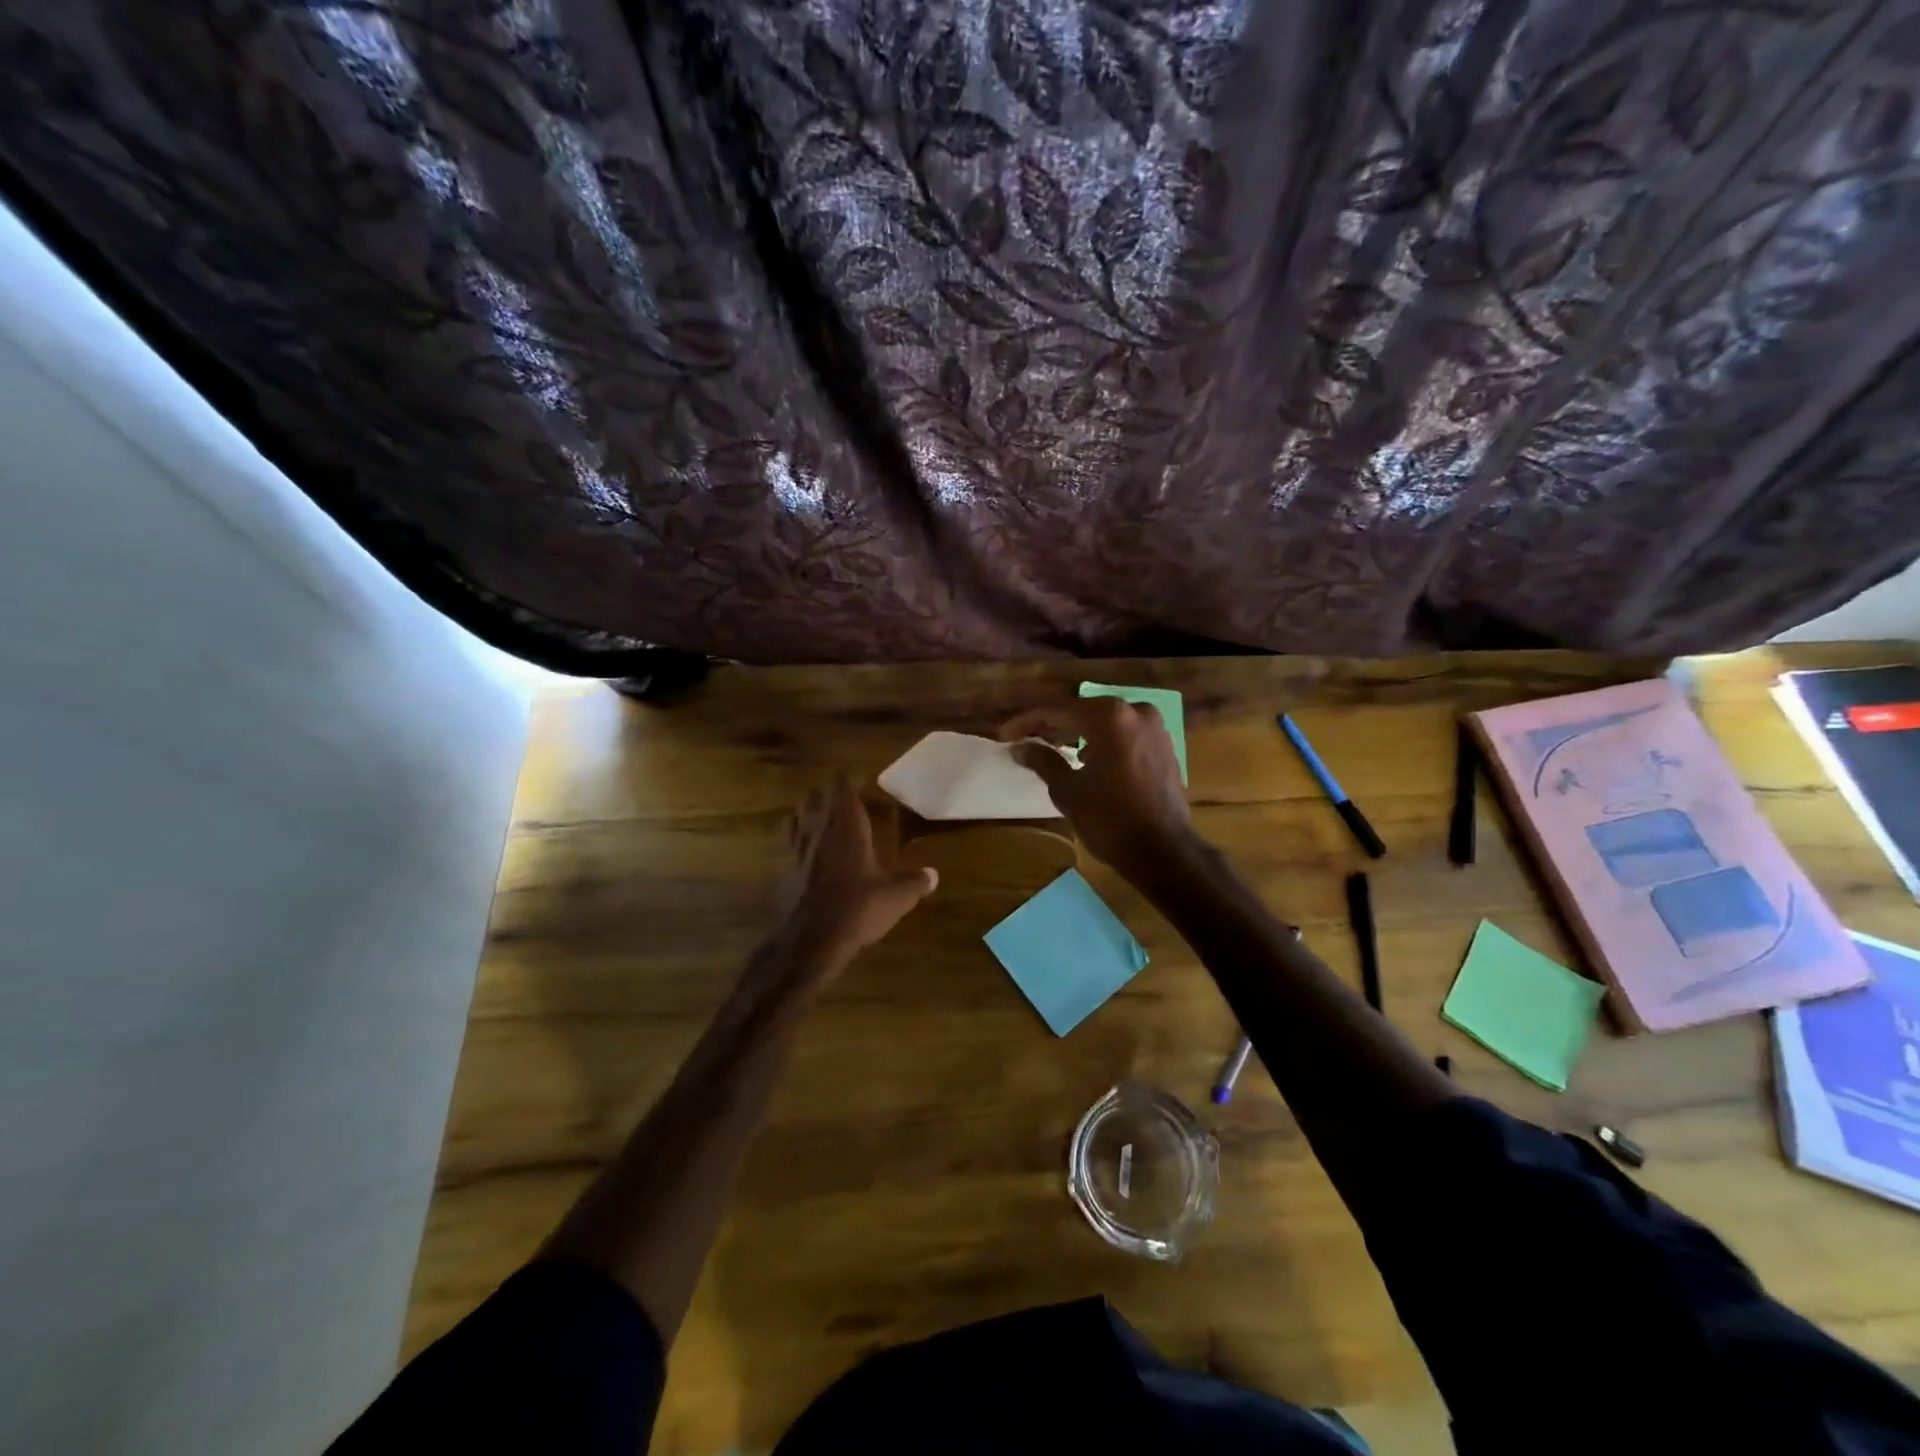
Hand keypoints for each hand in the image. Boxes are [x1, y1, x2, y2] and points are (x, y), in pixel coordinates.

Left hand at [784, 776, 937, 970]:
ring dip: (810, 811)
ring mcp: (800, 851)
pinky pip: (792, 843)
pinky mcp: (788, 871)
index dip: (850, 778)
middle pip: (817, 798)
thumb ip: (915, 882)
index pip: (843, 788)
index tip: (860, 775)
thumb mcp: (896, 897)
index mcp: (847, 827)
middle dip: (828, 792)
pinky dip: (799, 837)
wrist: (811, 941)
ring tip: (821, 813)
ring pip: (799, 816)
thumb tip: (933, 875)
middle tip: (843, 794)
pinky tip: (806, 847)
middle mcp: (820, 831)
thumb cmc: (858, 909)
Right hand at [998, 698, 1194, 878]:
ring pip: (1104, 722)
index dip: (1027, 723)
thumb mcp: (1068, 790)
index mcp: (1108, 716)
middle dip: (1052, 725)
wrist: (1163, 851)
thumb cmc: (1110, 819)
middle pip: (1082, 712)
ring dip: (1077, 732)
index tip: (1004, 735)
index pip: (1057, 712)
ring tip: (1051, 747)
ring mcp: (1154, 727)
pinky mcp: (1164, 745)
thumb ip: (1043, 760)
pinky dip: (1102, 740)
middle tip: (1024, 739)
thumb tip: (1019, 747)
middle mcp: (1134, 710)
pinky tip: (1085, 756)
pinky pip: (1124, 734)